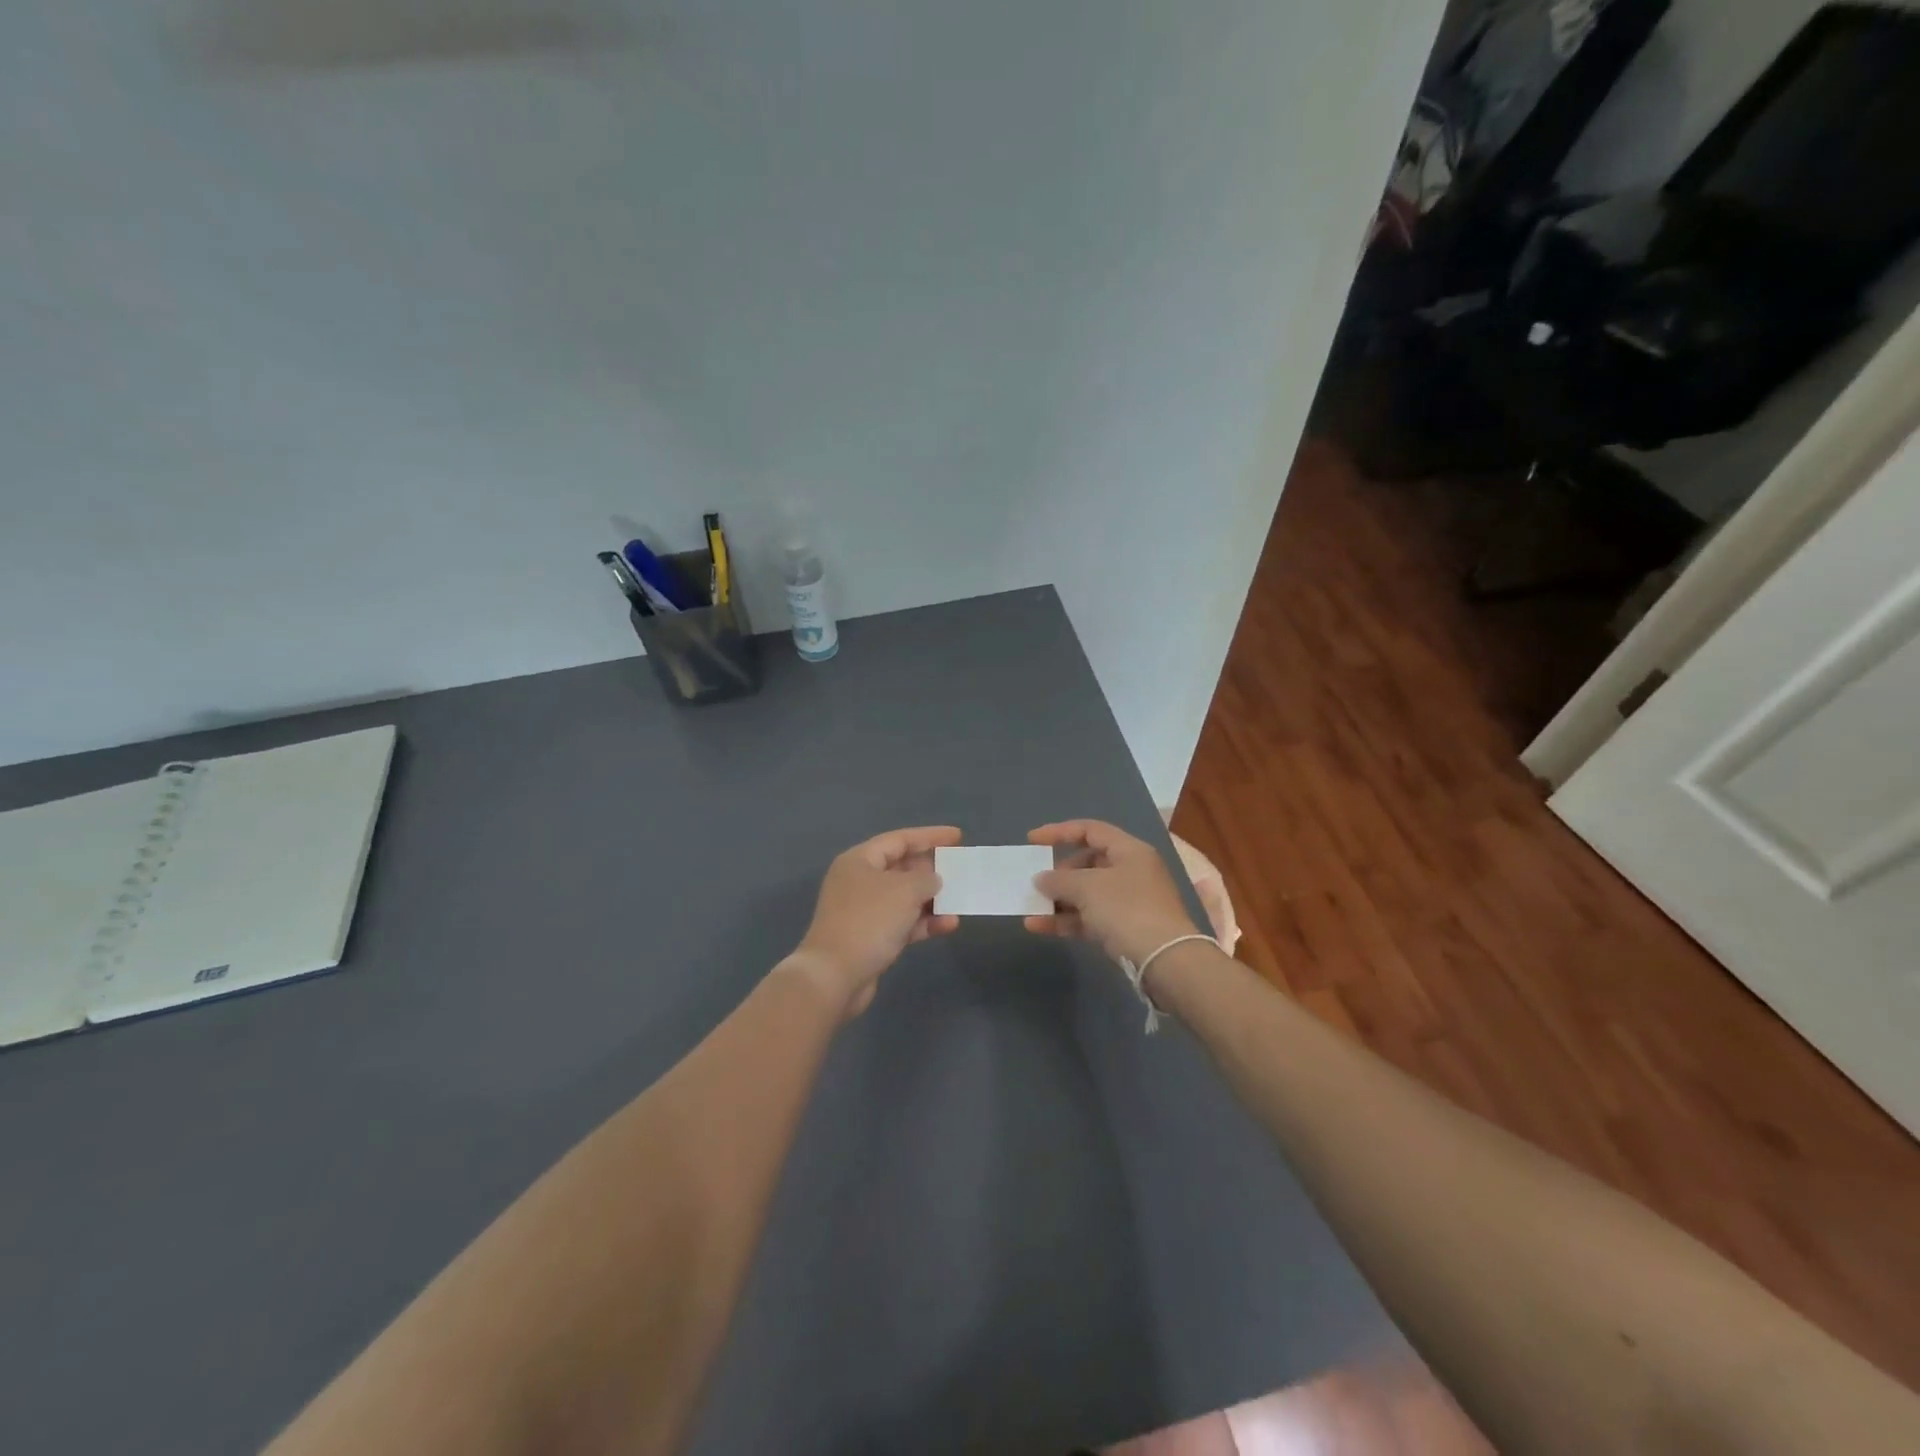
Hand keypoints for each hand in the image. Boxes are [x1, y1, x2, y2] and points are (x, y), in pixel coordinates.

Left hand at [788, 826, 961, 1016]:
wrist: (835, 976)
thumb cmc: (869, 921)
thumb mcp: (904, 890)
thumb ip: (926, 879)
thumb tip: (933, 880)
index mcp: (860, 860)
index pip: (899, 839)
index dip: (930, 836)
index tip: (958, 836)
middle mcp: (860, 881)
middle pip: (902, 867)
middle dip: (932, 869)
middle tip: (960, 869)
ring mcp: (864, 911)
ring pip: (904, 897)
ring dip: (932, 899)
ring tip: (959, 900)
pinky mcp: (871, 938)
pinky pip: (903, 922)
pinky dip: (924, 922)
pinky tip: (948, 925)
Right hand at [1025, 820, 1200, 968]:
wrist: (1165, 961)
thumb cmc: (1127, 909)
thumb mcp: (1088, 887)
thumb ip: (1059, 879)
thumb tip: (1041, 879)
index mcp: (1129, 851)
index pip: (1090, 830)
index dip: (1059, 832)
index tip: (1032, 841)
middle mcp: (1131, 872)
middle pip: (1088, 863)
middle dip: (1059, 873)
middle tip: (1036, 882)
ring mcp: (1129, 902)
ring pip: (1086, 894)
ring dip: (1058, 899)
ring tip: (1031, 906)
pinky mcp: (1124, 929)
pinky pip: (1089, 918)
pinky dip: (1065, 920)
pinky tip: (1038, 926)